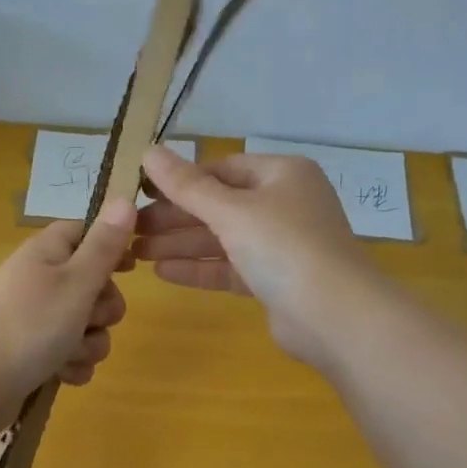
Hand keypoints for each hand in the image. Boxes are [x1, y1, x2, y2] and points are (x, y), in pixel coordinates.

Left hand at [0, 198, 135, 435]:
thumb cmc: (29, 324)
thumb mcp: (76, 281)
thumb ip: (104, 245)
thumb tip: (125, 198)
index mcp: (48, 254)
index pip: (84, 232)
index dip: (110, 246)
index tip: (130, 266)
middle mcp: (41, 282)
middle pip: (93, 285)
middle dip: (104, 309)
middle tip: (90, 318)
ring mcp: (35, 320)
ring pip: (85, 326)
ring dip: (89, 343)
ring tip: (70, 354)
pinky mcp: (32, 354)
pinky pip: (70, 355)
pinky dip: (72, 365)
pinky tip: (62, 374)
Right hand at [135, 146, 377, 366]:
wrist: (335, 317)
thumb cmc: (285, 247)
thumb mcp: (232, 211)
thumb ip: (187, 185)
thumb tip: (148, 150)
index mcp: (282, 175)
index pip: (222, 169)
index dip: (181, 180)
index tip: (141, 192)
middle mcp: (284, 205)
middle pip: (219, 205)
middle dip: (175, 217)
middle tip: (131, 228)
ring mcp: (281, 245)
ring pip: (223, 239)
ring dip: (181, 245)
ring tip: (136, 253)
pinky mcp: (274, 281)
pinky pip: (230, 267)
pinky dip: (200, 268)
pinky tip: (162, 272)